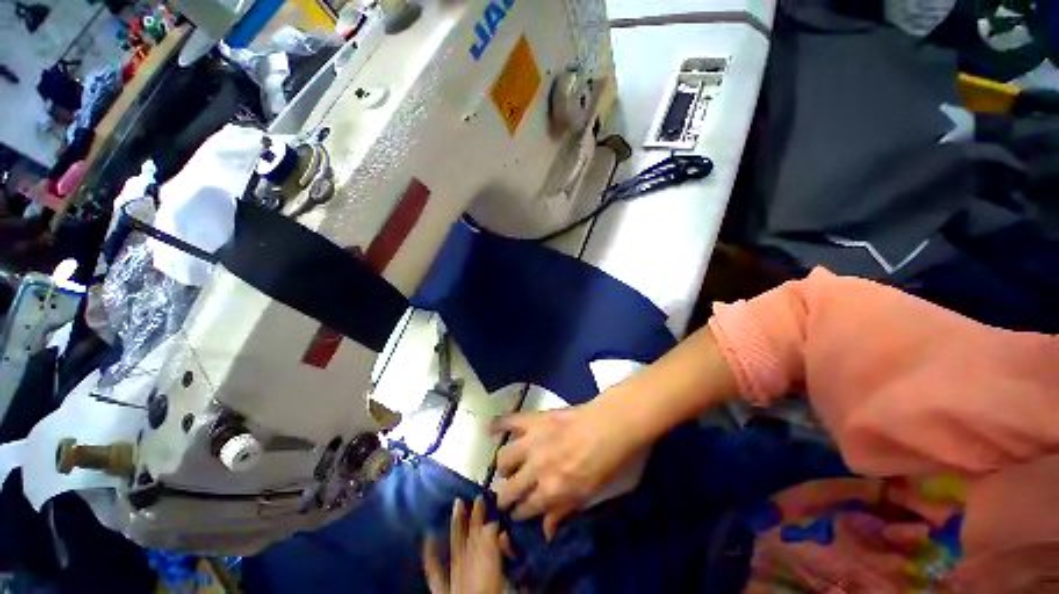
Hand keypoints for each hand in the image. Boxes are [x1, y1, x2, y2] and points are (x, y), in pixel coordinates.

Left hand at [423, 497, 507, 593]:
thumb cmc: (490, 592)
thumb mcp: (510, 589)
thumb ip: (510, 567)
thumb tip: (507, 540)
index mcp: (486, 564)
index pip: (490, 535)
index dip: (494, 520)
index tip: (499, 509)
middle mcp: (468, 567)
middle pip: (474, 536)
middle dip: (477, 516)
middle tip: (480, 496)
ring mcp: (454, 579)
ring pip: (456, 545)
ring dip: (457, 524)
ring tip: (457, 503)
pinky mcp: (442, 592)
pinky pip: (434, 573)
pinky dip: (430, 555)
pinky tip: (427, 538)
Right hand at [491, 401, 646, 538]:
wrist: (615, 424)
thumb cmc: (614, 462)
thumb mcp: (596, 496)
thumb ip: (568, 511)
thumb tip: (547, 529)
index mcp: (553, 492)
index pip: (526, 510)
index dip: (520, 514)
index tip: (518, 514)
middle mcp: (537, 470)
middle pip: (509, 490)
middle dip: (506, 497)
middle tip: (510, 495)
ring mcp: (533, 442)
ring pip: (504, 459)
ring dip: (504, 466)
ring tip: (509, 466)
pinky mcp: (534, 420)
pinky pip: (509, 420)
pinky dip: (497, 424)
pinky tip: (490, 430)